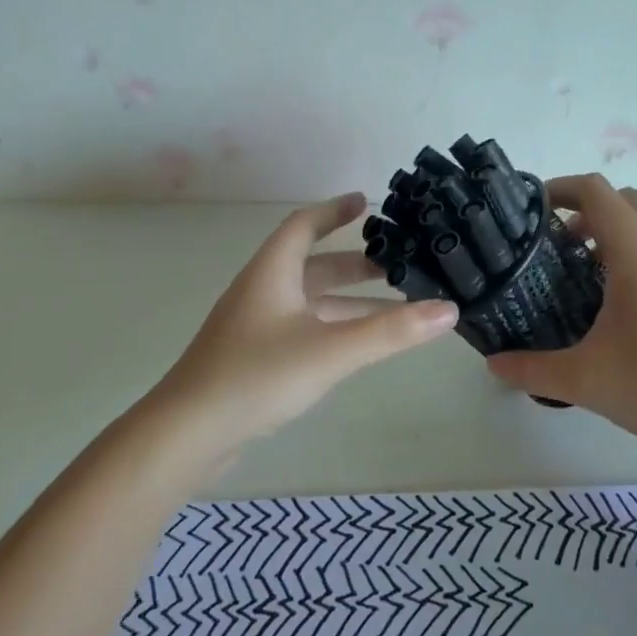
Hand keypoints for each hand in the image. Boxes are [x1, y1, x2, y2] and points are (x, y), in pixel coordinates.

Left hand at [143, 193, 458, 464]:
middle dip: (355, 264)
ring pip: (310, 302)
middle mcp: (262, 291)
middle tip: (398, 265)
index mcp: (272, 273)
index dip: (334, 211)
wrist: (189, 433)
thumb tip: (448, 309)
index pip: (304, 225)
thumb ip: (390, 331)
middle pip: (313, 265)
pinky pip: (303, 328)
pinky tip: (357, 346)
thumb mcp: (331, 350)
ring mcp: (256, 326)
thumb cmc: (257, 376)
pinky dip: (334, 328)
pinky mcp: (255, 358)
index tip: (366, 202)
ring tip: (395, 308)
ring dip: (349, 301)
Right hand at [486, 175, 636, 462]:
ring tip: (600, 265)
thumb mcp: (586, 382)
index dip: (562, 188)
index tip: (535, 209)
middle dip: (590, 209)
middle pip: (628, 199)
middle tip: (562, 246)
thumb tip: (493, 365)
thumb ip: (531, 370)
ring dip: (626, 225)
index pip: (598, 193)